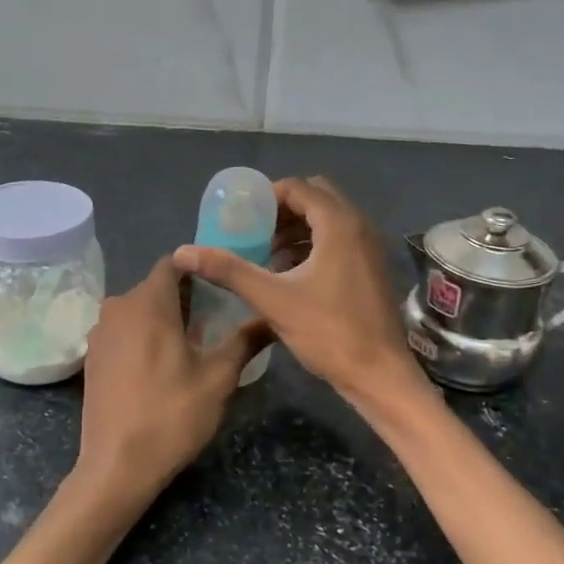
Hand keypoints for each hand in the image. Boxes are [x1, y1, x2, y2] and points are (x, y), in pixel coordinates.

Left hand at [74, 256, 262, 514]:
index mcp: (147, 302)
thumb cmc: (171, 415)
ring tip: (195, 342)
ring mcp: (100, 333)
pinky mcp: (92, 358)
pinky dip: (144, 337)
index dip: (200, 269)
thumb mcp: (218, 378)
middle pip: (155, 287)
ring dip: (164, 318)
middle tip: (218, 317)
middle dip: (186, 297)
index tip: (224, 284)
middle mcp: (117, 307)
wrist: (116, 466)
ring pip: (138, 311)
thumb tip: (271, 318)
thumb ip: (244, 341)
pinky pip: (124, 332)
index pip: (174, 264)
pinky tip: (163, 365)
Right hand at [174, 176, 426, 413]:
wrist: (379, 374)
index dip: (267, 197)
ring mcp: (369, 248)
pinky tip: (290, 273)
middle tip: (254, 231)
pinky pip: (339, 240)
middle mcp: (359, 227)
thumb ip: (230, 271)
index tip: (241, 216)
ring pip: (329, 220)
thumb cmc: (329, 332)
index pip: (299, 188)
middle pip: (316, 198)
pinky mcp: (371, 268)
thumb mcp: (273, 300)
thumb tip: (184, 252)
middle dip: (282, 210)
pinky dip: (313, 245)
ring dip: (297, 228)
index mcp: (339, 225)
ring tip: (266, 253)